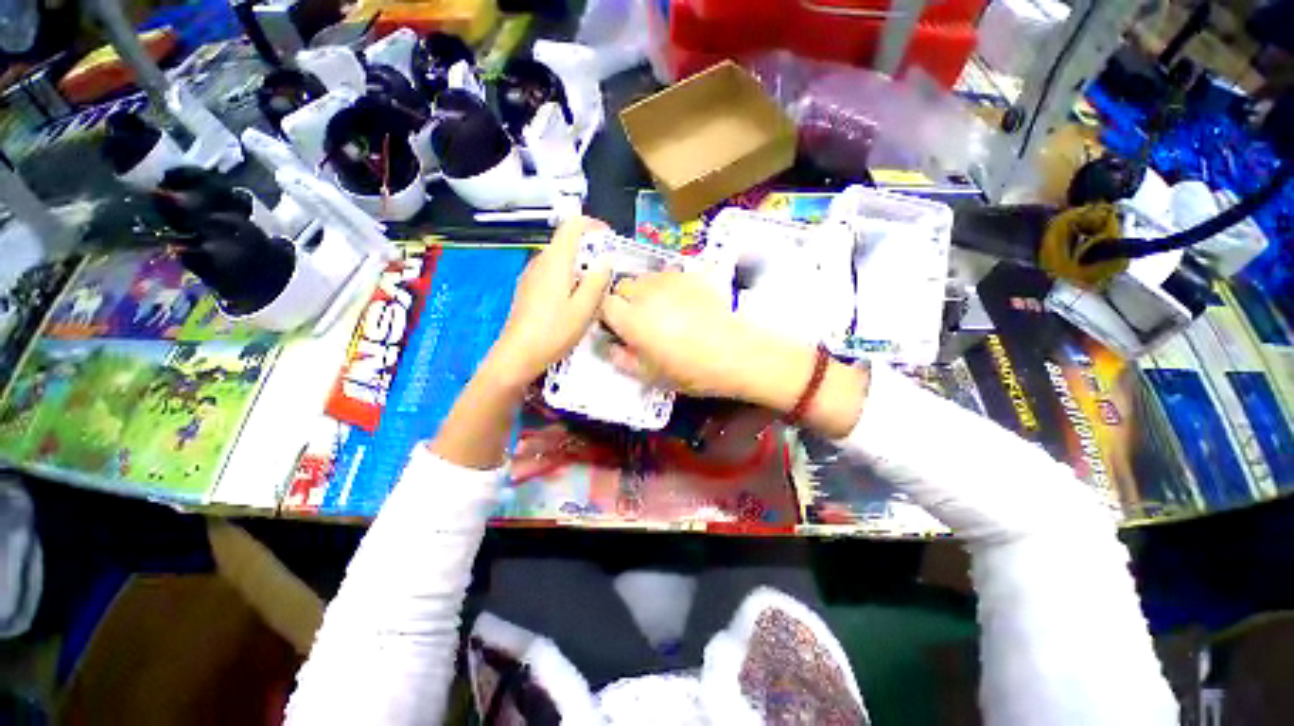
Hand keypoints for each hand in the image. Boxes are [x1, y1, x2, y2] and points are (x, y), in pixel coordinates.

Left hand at [483, 216, 611, 390]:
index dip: (592, 225)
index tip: (608, 238)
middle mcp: (540, 262)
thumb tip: (606, 259)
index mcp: (555, 261)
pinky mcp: (528, 289)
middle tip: (607, 271)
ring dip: (578, 266)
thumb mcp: (584, 308)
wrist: (518, 354)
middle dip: (589, 251)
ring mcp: (531, 275)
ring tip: (593, 289)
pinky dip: (567, 277)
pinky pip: (551, 273)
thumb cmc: (554, 331)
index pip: (571, 226)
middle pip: (566, 243)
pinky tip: (574, 301)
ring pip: (559, 260)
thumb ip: (597, 280)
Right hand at [600, 271, 813, 410]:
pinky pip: (670, 275)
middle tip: (641, 320)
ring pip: (646, 278)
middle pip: (623, 286)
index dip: (609, 316)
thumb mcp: (650, 375)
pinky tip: (684, 303)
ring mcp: (670, 280)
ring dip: (646, 291)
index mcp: (631, 319)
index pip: (604, 304)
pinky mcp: (692, 275)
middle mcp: (646, 293)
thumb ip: (622, 359)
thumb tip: (609, 347)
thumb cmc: (690, 370)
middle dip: (626, 301)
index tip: (619, 328)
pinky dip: (668, 286)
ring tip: (663, 309)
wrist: (736, 354)